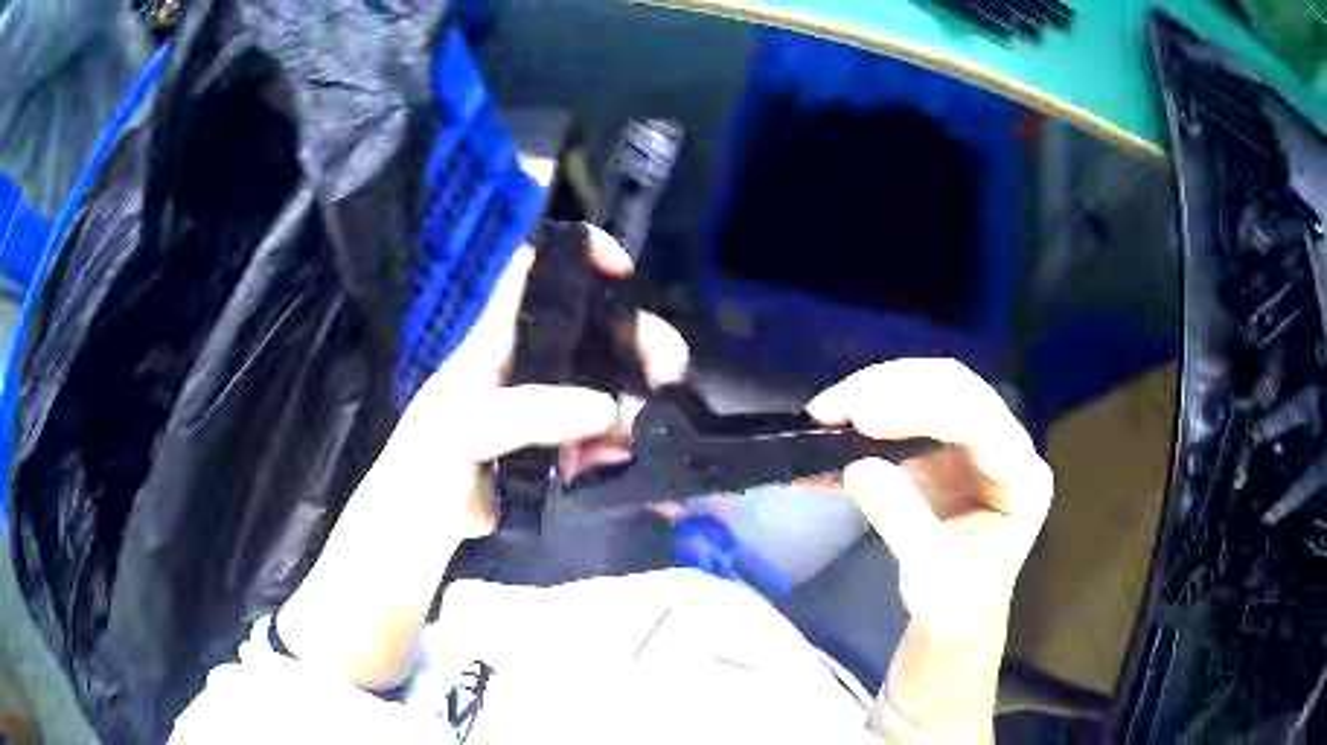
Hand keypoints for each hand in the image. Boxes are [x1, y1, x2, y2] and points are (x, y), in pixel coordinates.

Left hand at [277, 225, 687, 688]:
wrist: (431, 521)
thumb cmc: (432, 458)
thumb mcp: (467, 425)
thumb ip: (529, 412)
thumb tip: (609, 408)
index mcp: (502, 336)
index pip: (538, 267)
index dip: (580, 251)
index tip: (623, 272)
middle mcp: (533, 358)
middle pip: (598, 323)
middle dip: (639, 337)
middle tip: (667, 369)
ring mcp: (553, 402)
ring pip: (613, 379)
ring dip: (641, 397)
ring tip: (645, 431)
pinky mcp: (566, 444)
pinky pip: (611, 432)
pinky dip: (628, 443)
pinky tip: (626, 461)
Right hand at [808, 359, 1052, 639]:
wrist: (954, 622)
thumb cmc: (958, 607)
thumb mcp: (933, 575)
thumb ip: (903, 521)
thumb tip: (856, 467)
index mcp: (1022, 479)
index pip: (980, 422)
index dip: (923, 410)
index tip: (863, 418)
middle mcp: (1006, 448)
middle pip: (956, 389)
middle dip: (892, 389)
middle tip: (833, 408)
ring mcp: (976, 446)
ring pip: (930, 391)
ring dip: (875, 395)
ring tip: (825, 413)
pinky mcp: (945, 451)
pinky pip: (907, 417)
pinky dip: (867, 422)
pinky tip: (830, 434)